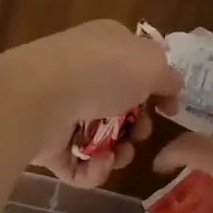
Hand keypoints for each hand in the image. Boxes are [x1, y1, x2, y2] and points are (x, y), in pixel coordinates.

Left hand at [7, 21, 181, 188]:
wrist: (40, 95)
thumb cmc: (103, 71)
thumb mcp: (152, 64)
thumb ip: (168, 78)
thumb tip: (171, 90)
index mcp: (107, 43)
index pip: (136, 62)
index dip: (157, 87)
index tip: (169, 109)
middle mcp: (83, 71)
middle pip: (120, 105)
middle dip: (138, 126)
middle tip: (141, 133)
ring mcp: (61, 106)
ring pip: (101, 137)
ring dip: (119, 152)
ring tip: (120, 154)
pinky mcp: (46, 141)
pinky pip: (77, 162)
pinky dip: (93, 169)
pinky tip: (99, 163)